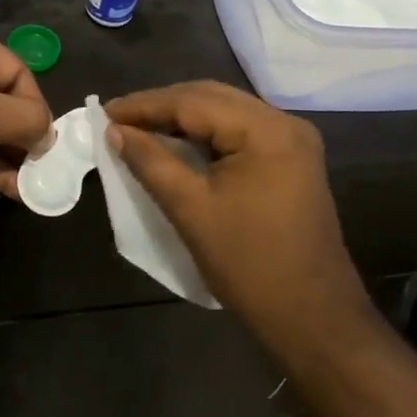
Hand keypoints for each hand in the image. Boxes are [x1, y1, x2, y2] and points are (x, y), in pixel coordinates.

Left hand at [0, 21, 52, 217]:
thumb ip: (25, 120)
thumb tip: (48, 135)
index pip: (15, 70)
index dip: (34, 104)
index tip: (47, 138)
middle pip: (2, 99)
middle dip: (24, 132)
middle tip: (46, 163)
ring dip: (11, 155)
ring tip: (37, 181)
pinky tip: (15, 190)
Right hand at [105, 82, 370, 348]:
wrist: (312, 318)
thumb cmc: (249, 264)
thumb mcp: (191, 210)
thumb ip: (150, 162)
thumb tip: (114, 131)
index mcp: (265, 130)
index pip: (193, 102)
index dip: (145, 105)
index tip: (104, 111)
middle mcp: (284, 123)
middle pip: (211, 98)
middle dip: (162, 106)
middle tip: (118, 118)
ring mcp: (292, 141)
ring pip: (225, 112)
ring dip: (182, 117)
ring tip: (139, 127)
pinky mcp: (291, 160)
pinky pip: (238, 131)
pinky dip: (204, 134)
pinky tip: (176, 142)